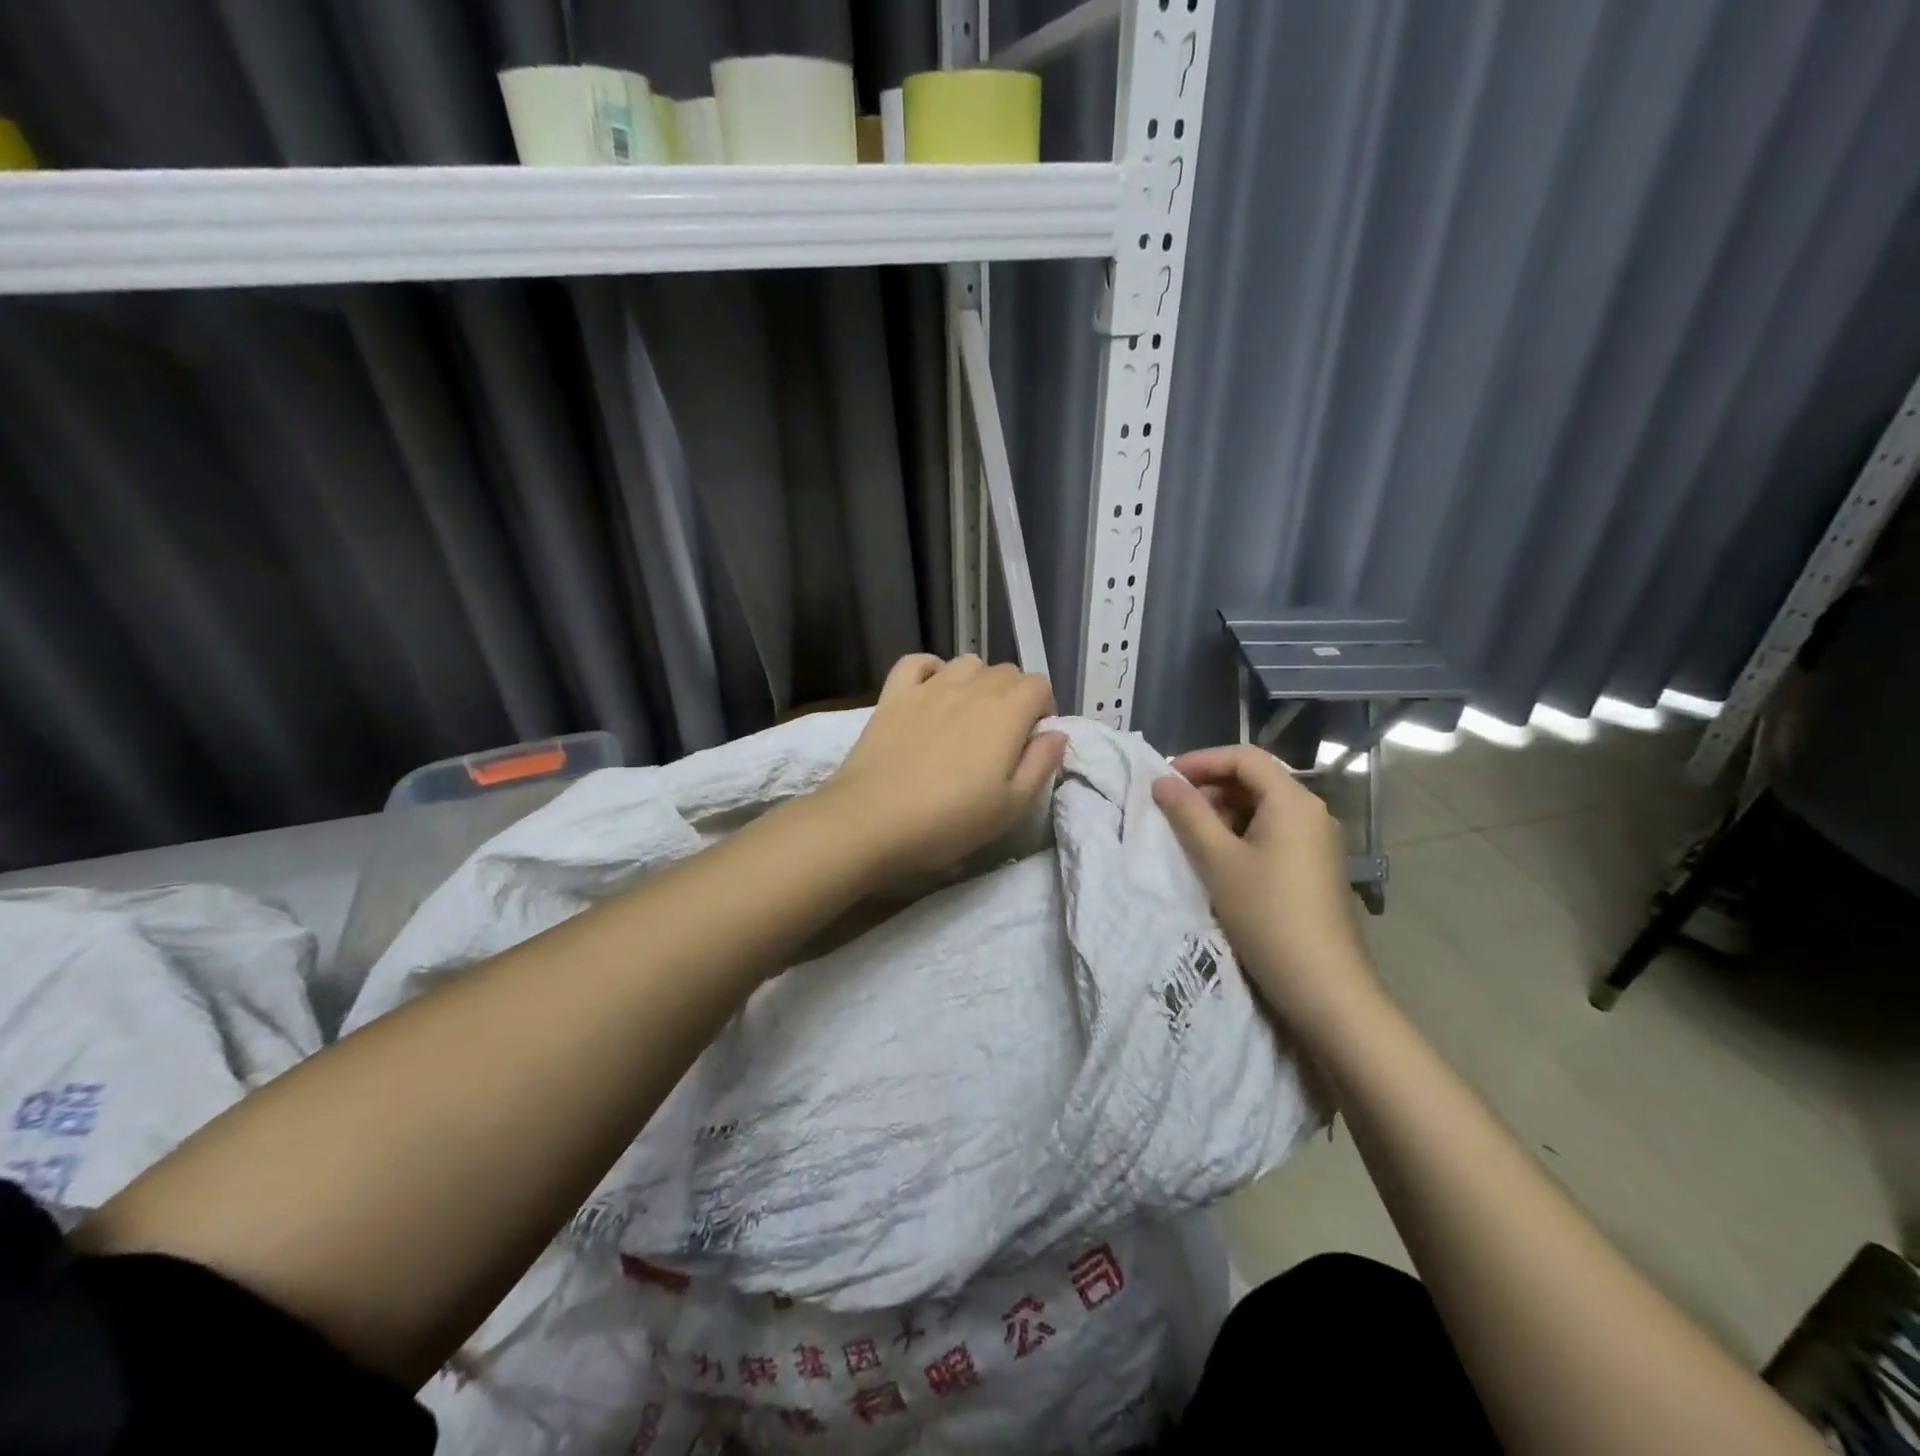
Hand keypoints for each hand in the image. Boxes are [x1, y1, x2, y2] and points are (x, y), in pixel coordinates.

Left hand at [823, 655, 1066, 877]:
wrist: (872, 821)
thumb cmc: (949, 820)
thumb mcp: (1011, 807)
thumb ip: (1041, 764)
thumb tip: (1057, 733)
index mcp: (1006, 712)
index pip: (1039, 685)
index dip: (1042, 710)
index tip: (1031, 742)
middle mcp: (971, 688)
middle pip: (1006, 672)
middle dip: (1014, 697)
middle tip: (1001, 739)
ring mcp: (929, 687)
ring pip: (967, 663)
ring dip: (977, 682)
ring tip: (968, 717)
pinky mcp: (893, 694)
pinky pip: (917, 661)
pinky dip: (931, 670)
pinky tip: (931, 692)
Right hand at [1152, 745, 1380, 1038]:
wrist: (1324, 984)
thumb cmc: (1266, 914)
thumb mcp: (1218, 861)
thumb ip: (1188, 815)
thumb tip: (1161, 781)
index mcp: (1293, 801)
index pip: (1244, 757)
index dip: (1201, 760)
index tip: (1165, 778)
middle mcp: (1312, 811)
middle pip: (1256, 779)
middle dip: (1211, 786)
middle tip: (1173, 809)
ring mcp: (1318, 839)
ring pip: (1263, 806)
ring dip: (1224, 811)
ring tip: (1191, 835)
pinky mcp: (1316, 865)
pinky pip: (1274, 831)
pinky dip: (1242, 832)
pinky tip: (1220, 858)